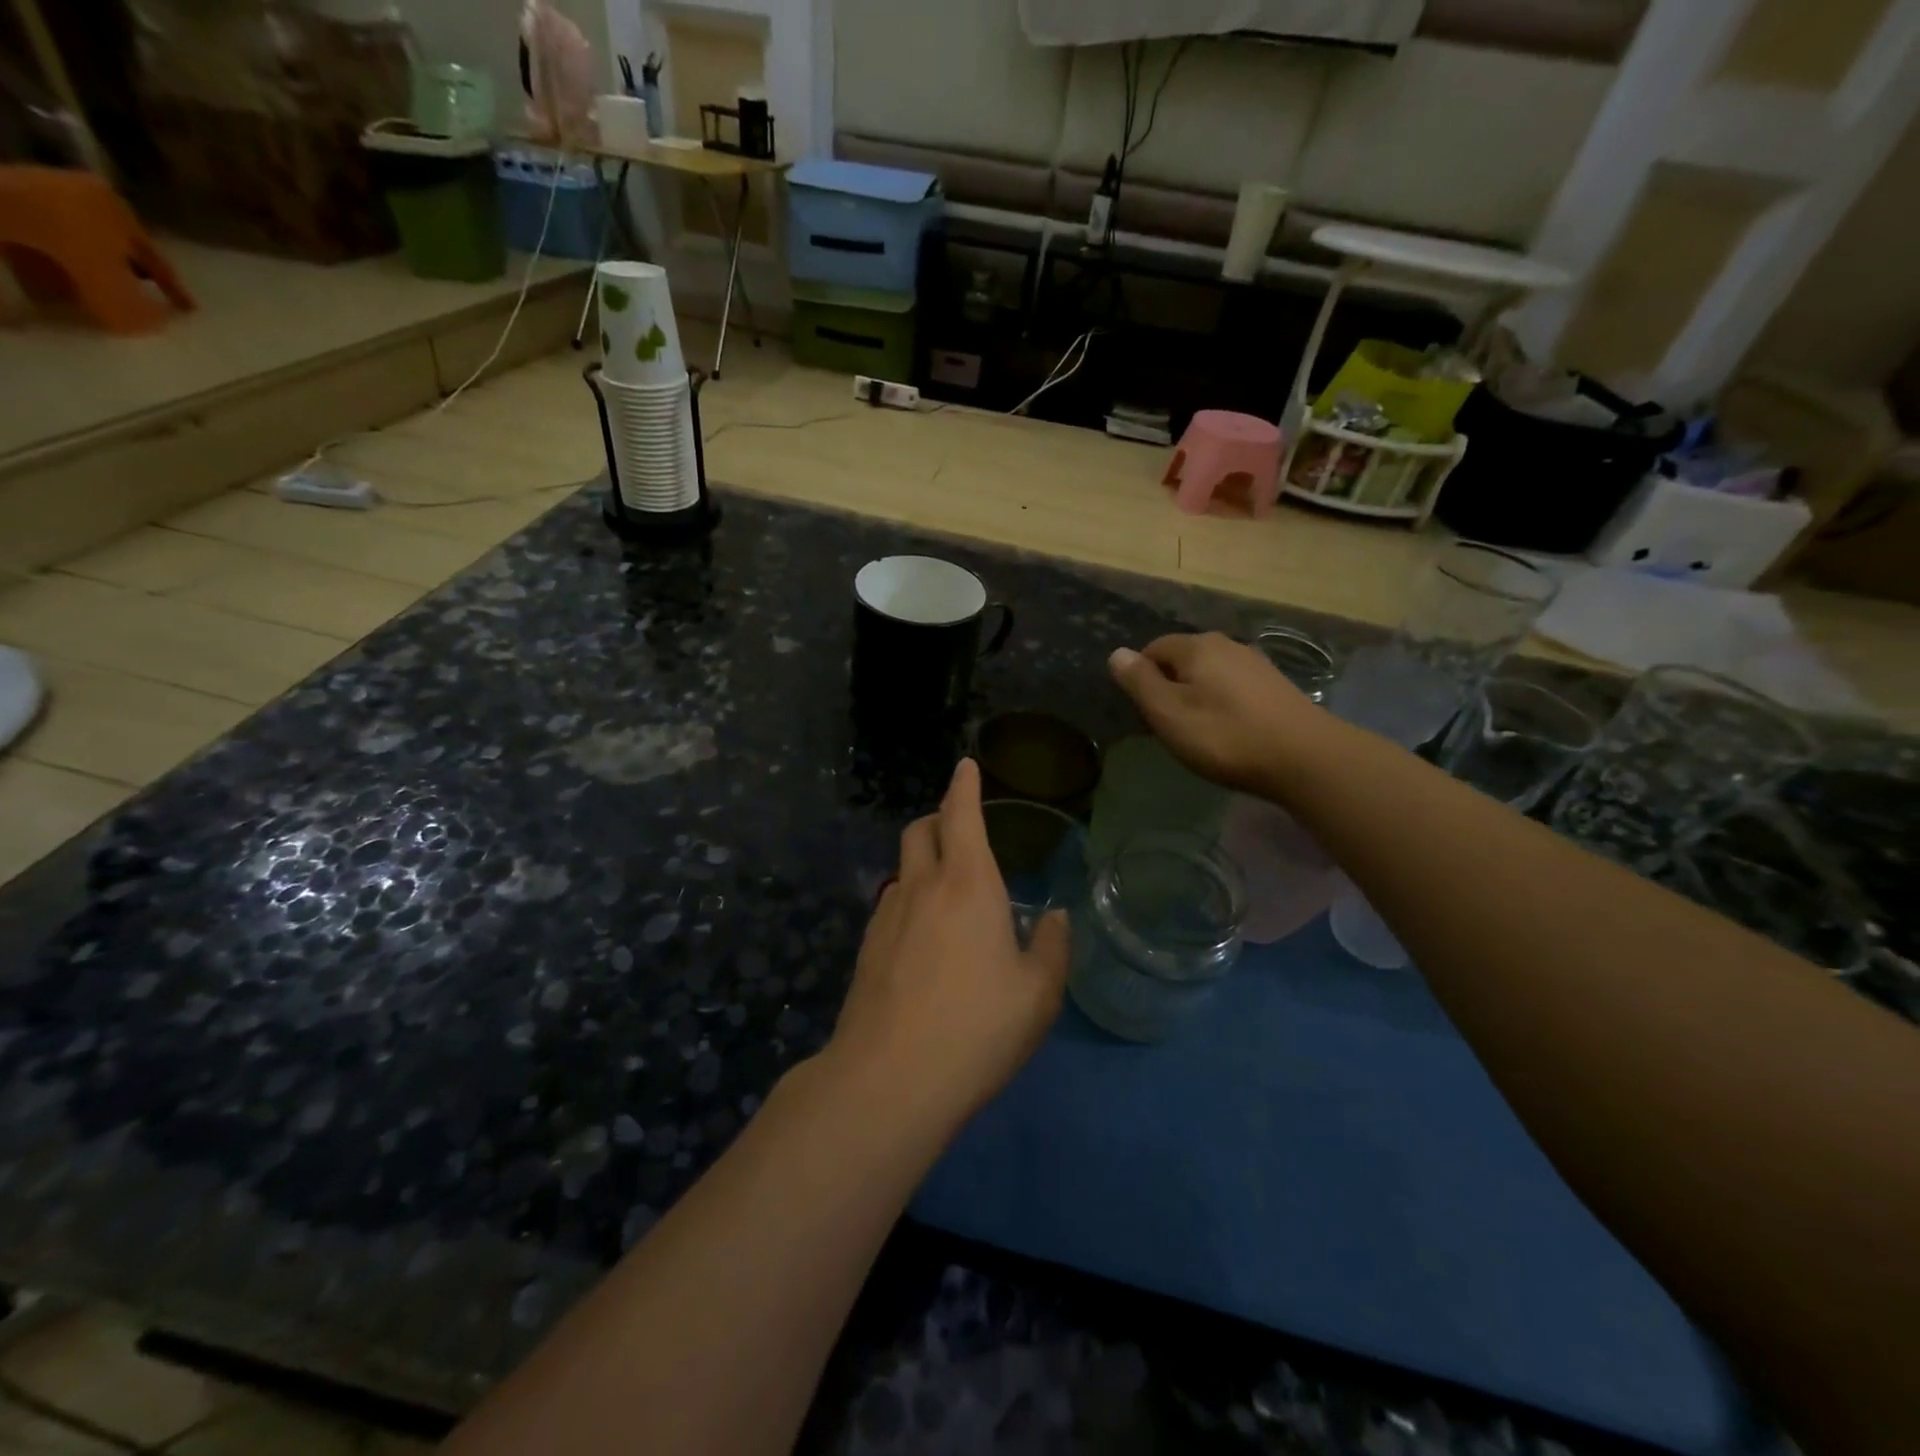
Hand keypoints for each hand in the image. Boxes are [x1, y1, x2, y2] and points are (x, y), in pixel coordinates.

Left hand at [827, 759, 1070, 1127]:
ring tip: (948, 894)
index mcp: (967, 884)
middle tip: (961, 830)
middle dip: (939, 817)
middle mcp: (922, 887)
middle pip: (920, 829)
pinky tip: (924, 939)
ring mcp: (886, 916)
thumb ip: (1052, 948)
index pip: (961, 814)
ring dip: (923, 862)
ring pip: (902, 867)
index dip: (964, 785)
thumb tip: (1056, 918)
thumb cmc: (976, 1028)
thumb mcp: (1038, 994)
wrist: (889, 1079)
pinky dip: (910, 899)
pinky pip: (891, 903)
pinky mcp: (866, 948)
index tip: (965, 766)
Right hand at [1109, 633, 1334, 797]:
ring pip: (1210, 672)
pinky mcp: (1276, 685)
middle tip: (1169, 723)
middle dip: (1170, 684)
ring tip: (1198, 729)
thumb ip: (1140, 682)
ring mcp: (1256, 663)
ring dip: (1197, 694)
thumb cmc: (1225, 736)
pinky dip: (1223, 702)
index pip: (1153, 648)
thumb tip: (1116, 653)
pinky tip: (1229, 729)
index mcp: (1197, 647)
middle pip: (1183, 658)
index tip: (1145, 712)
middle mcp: (1227, 644)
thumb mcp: (1169, 713)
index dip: (1141, 677)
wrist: (1305, 758)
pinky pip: (1234, 686)